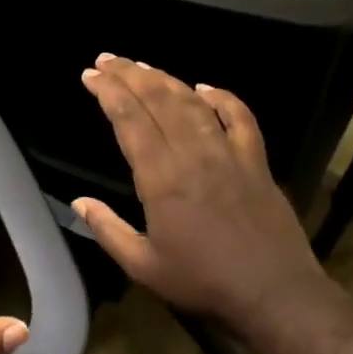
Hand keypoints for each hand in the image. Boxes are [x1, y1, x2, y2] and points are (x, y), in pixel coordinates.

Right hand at [74, 55, 325, 333]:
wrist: (273, 293)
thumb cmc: (202, 283)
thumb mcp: (143, 266)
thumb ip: (108, 230)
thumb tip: (79, 203)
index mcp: (162, 179)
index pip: (130, 121)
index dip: (109, 93)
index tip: (90, 76)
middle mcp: (194, 155)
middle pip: (159, 101)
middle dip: (130, 75)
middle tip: (108, 60)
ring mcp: (229, 154)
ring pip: (194, 103)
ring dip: (166, 79)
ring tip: (143, 66)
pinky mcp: (256, 162)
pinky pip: (240, 118)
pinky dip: (223, 97)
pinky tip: (205, 86)